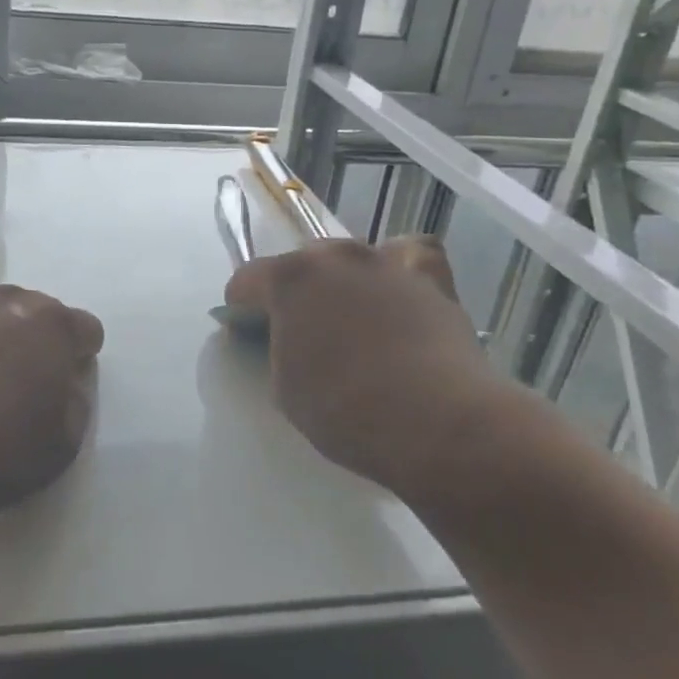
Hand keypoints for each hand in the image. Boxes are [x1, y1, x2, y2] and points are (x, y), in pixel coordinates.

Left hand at [0, 286, 104, 516]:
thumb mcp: (55, 450)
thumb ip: (74, 410)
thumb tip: (67, 388)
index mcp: (51, 329)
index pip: (85, 329)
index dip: (79, 358)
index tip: (63, 388)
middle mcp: (6, 303)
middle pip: (35, 313)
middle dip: (34, 343)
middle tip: (17, 387)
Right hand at [225, 237, 502, 490]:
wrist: (437, 423)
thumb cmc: (346, 410)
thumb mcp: (285, 388)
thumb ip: (278, 349)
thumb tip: (290, 339)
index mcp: (290, 278)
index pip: (248, 279)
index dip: (240, 305)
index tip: (244, 329)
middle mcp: (336, 256)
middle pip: (301, 263)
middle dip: (293, 291)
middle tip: (299, 331)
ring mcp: (386, 262)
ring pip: (351, 258)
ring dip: (342, 280)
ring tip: (351, 317)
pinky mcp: (431, 279)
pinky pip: (409, 255)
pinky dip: (400, 266)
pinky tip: (398, 289)